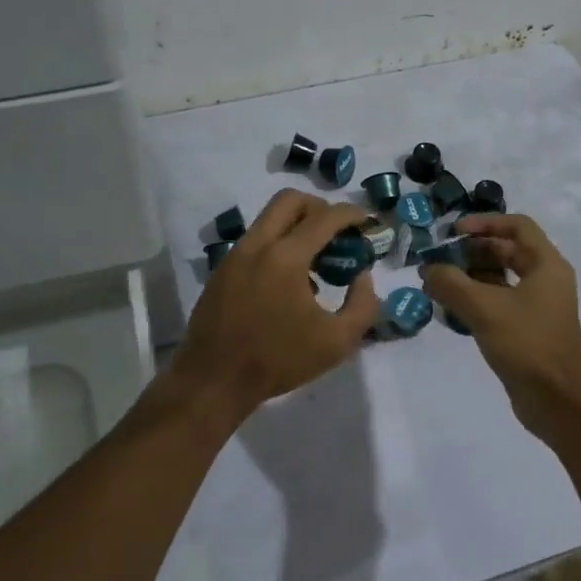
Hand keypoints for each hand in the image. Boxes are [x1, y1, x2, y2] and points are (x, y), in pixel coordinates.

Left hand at [165, 190, 378, 425]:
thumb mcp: (337, 342)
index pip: (325, 217)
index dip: (351, 214)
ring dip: (297, 226)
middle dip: (319, 208)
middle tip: (337, 233)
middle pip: (290, 200)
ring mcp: (235, 254)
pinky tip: (289, 282)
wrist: (214, 380)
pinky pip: (256, 240)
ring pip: (270, 218)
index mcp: (286, 257)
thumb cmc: (278, 361)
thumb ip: (362, 305)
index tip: (367, 221)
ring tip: (316, 261)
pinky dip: (278, 244)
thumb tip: (363, 276)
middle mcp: (258, 244)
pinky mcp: (223, 269)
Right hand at [419, 213, 580, 434]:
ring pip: (500, 278)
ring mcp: (538, 306)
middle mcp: (546, 279)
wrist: (558, 402)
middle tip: (439, 258)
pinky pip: (499, 302)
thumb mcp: (484, 309)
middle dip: (471, 251)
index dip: (484, 223)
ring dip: (470, 276)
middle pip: (506, 250)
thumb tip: (428, 270)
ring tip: (438, 283)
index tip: (454, 232)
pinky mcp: (528, 329)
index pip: (517, 225)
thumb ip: (451, 283)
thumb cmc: (527, 345)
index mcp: (547, 265)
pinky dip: (476, 299)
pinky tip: (450, 309)